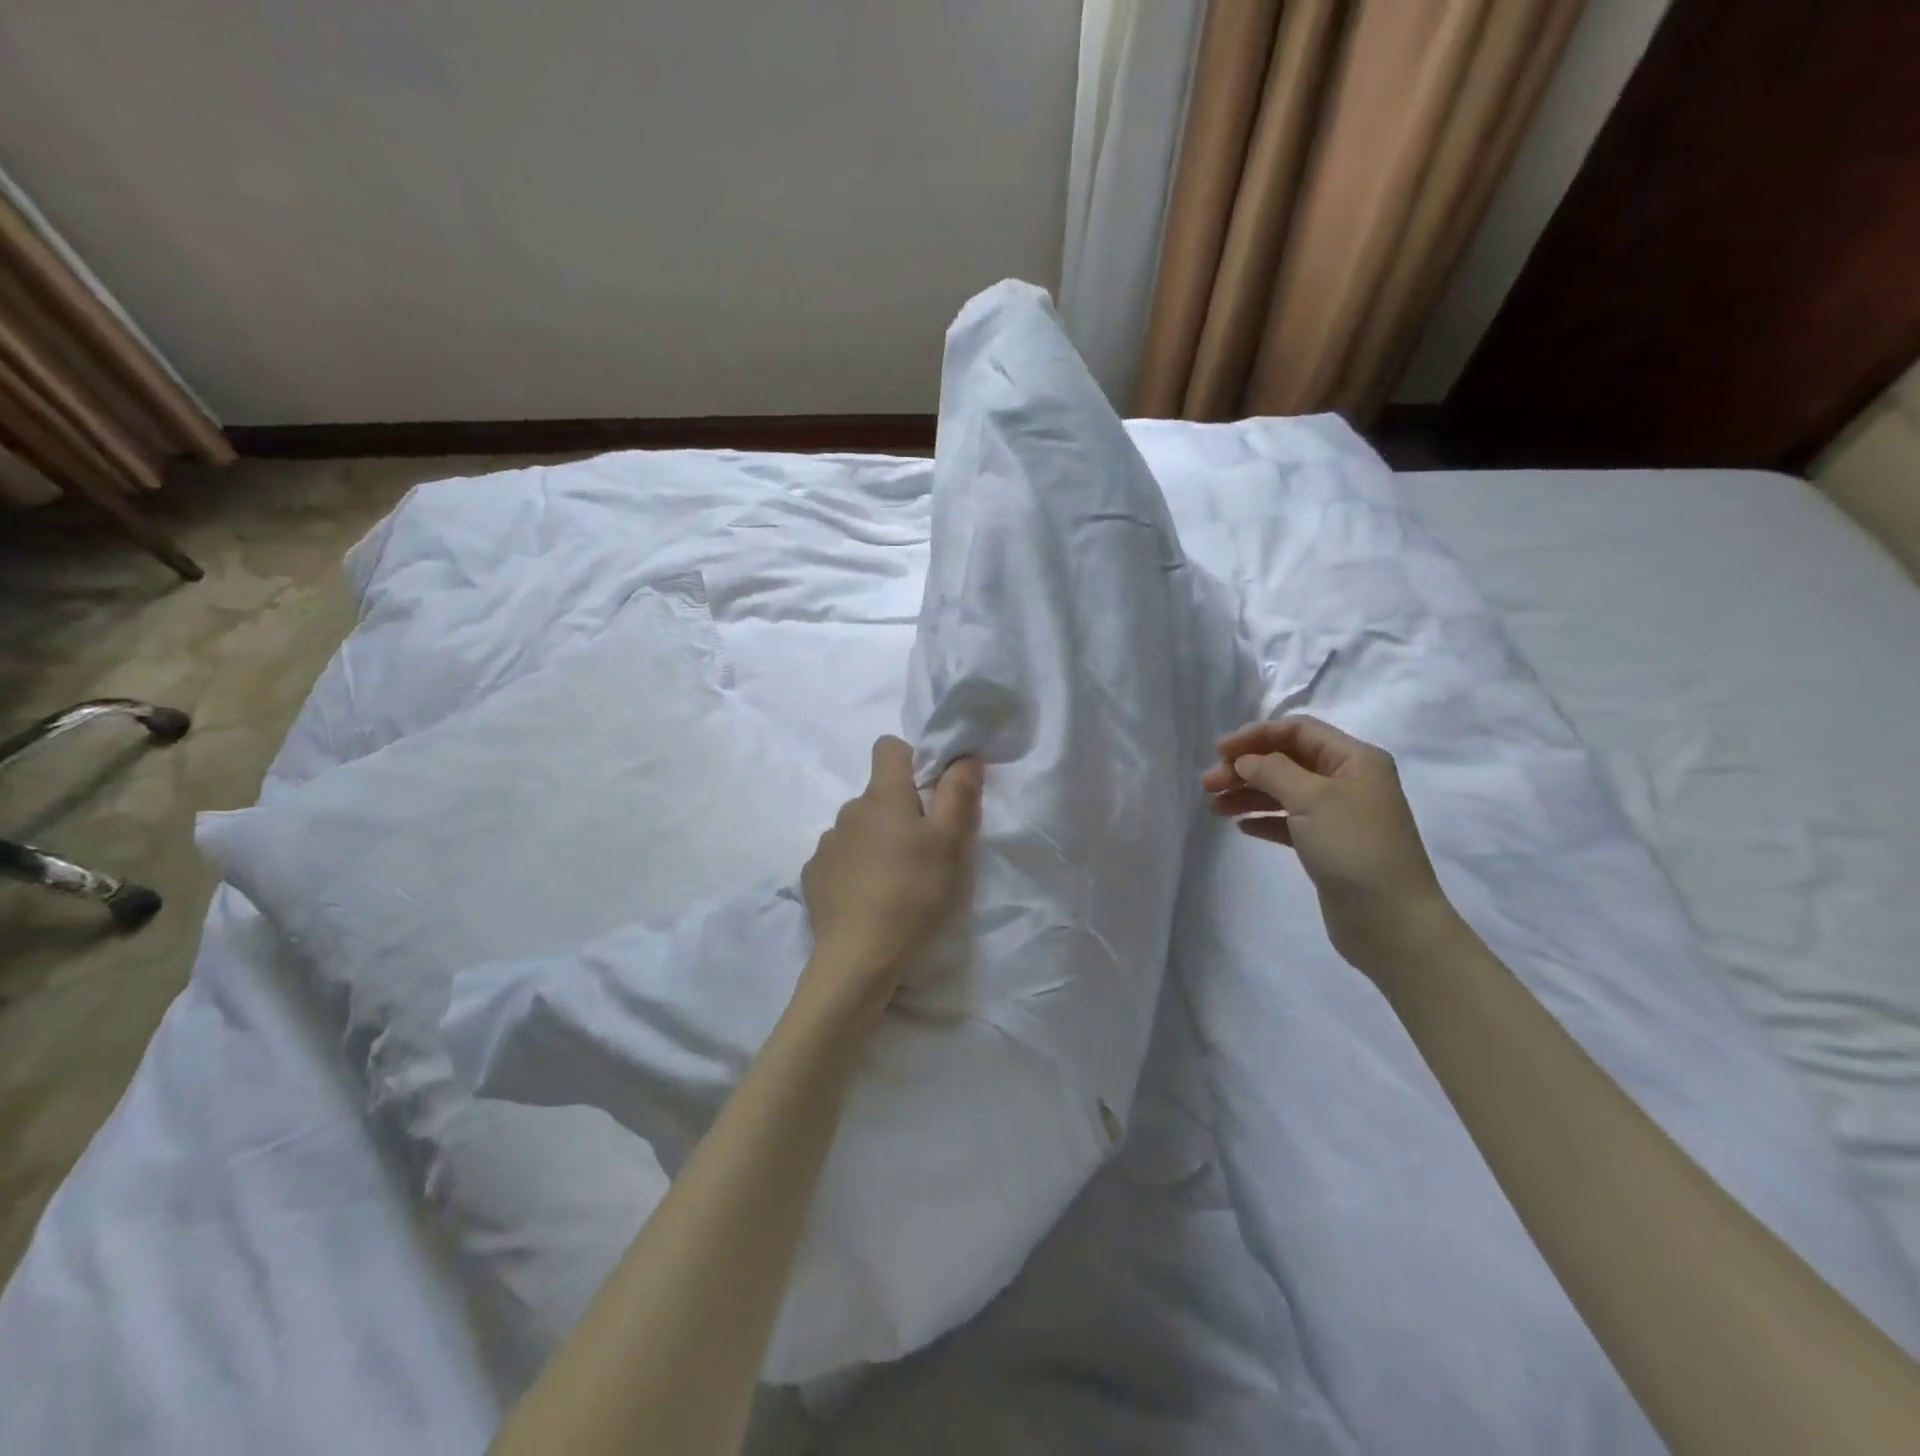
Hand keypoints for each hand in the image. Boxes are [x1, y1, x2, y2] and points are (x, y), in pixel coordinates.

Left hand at [799, 736, 982, 1019]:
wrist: (858, 958)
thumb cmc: (913, 894)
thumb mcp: (951, 844)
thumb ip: (959, 793)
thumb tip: (965, 754)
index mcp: (882, 796)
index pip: (888, 747)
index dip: (912, 760)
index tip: (930, 793)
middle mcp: (848, 810)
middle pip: (878, 793)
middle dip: (901, 810)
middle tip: (924, 850)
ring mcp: (826, 844)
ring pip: (860, 827)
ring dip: (877, 840)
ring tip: (896, 880)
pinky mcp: (813, 875)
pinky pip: (841, 857)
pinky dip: (856, 867)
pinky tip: (869, 898)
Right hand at [1204, 716, 1454, 979]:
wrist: (1390, 921)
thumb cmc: (1354, 847)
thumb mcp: (1311, 798)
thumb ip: (1272, 771)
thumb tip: (1245, 760)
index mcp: (1355, 759)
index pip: (1298, 731)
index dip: (1256, 736)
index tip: (1218, 752)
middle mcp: (1349, 781)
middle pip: (1287, 760)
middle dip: (1246, 768)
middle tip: (1209, 785)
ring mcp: (1339, 814)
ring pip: (1284, 792)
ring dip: (1249, 794)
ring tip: (1215, 807)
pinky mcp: (1328, 845)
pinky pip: (1289, 822)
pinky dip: (1264, 820)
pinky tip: (1241, 827)